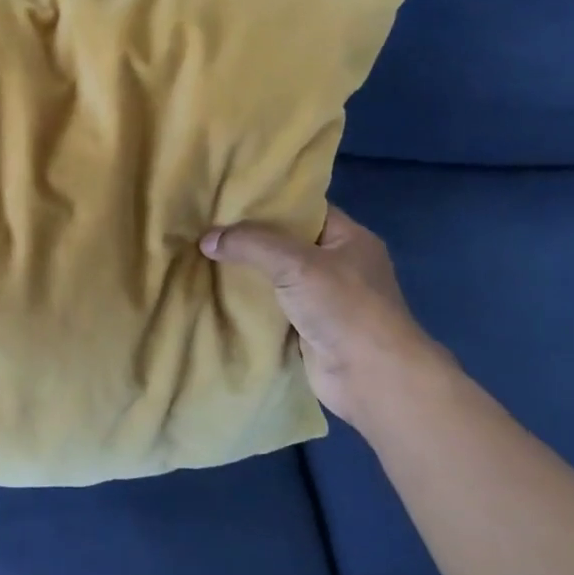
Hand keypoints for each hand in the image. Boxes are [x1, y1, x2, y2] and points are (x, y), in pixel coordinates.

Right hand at [200, 205, 447, 427]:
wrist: (371, 378)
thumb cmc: (344, 307)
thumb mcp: (295, 262)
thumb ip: (250, 244)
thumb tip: (206, 239)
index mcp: (349, 238)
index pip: (305, 208)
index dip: (269, 201)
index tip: (228, 196)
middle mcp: (339, 264)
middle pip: (286, 242)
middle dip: (249, 237)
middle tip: (206, 226)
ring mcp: (324, 299)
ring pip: (275, 275)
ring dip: (245, 271)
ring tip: (202, 255)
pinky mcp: (308, 328)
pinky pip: (271, 306)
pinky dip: (248, 301)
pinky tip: (215, 292)